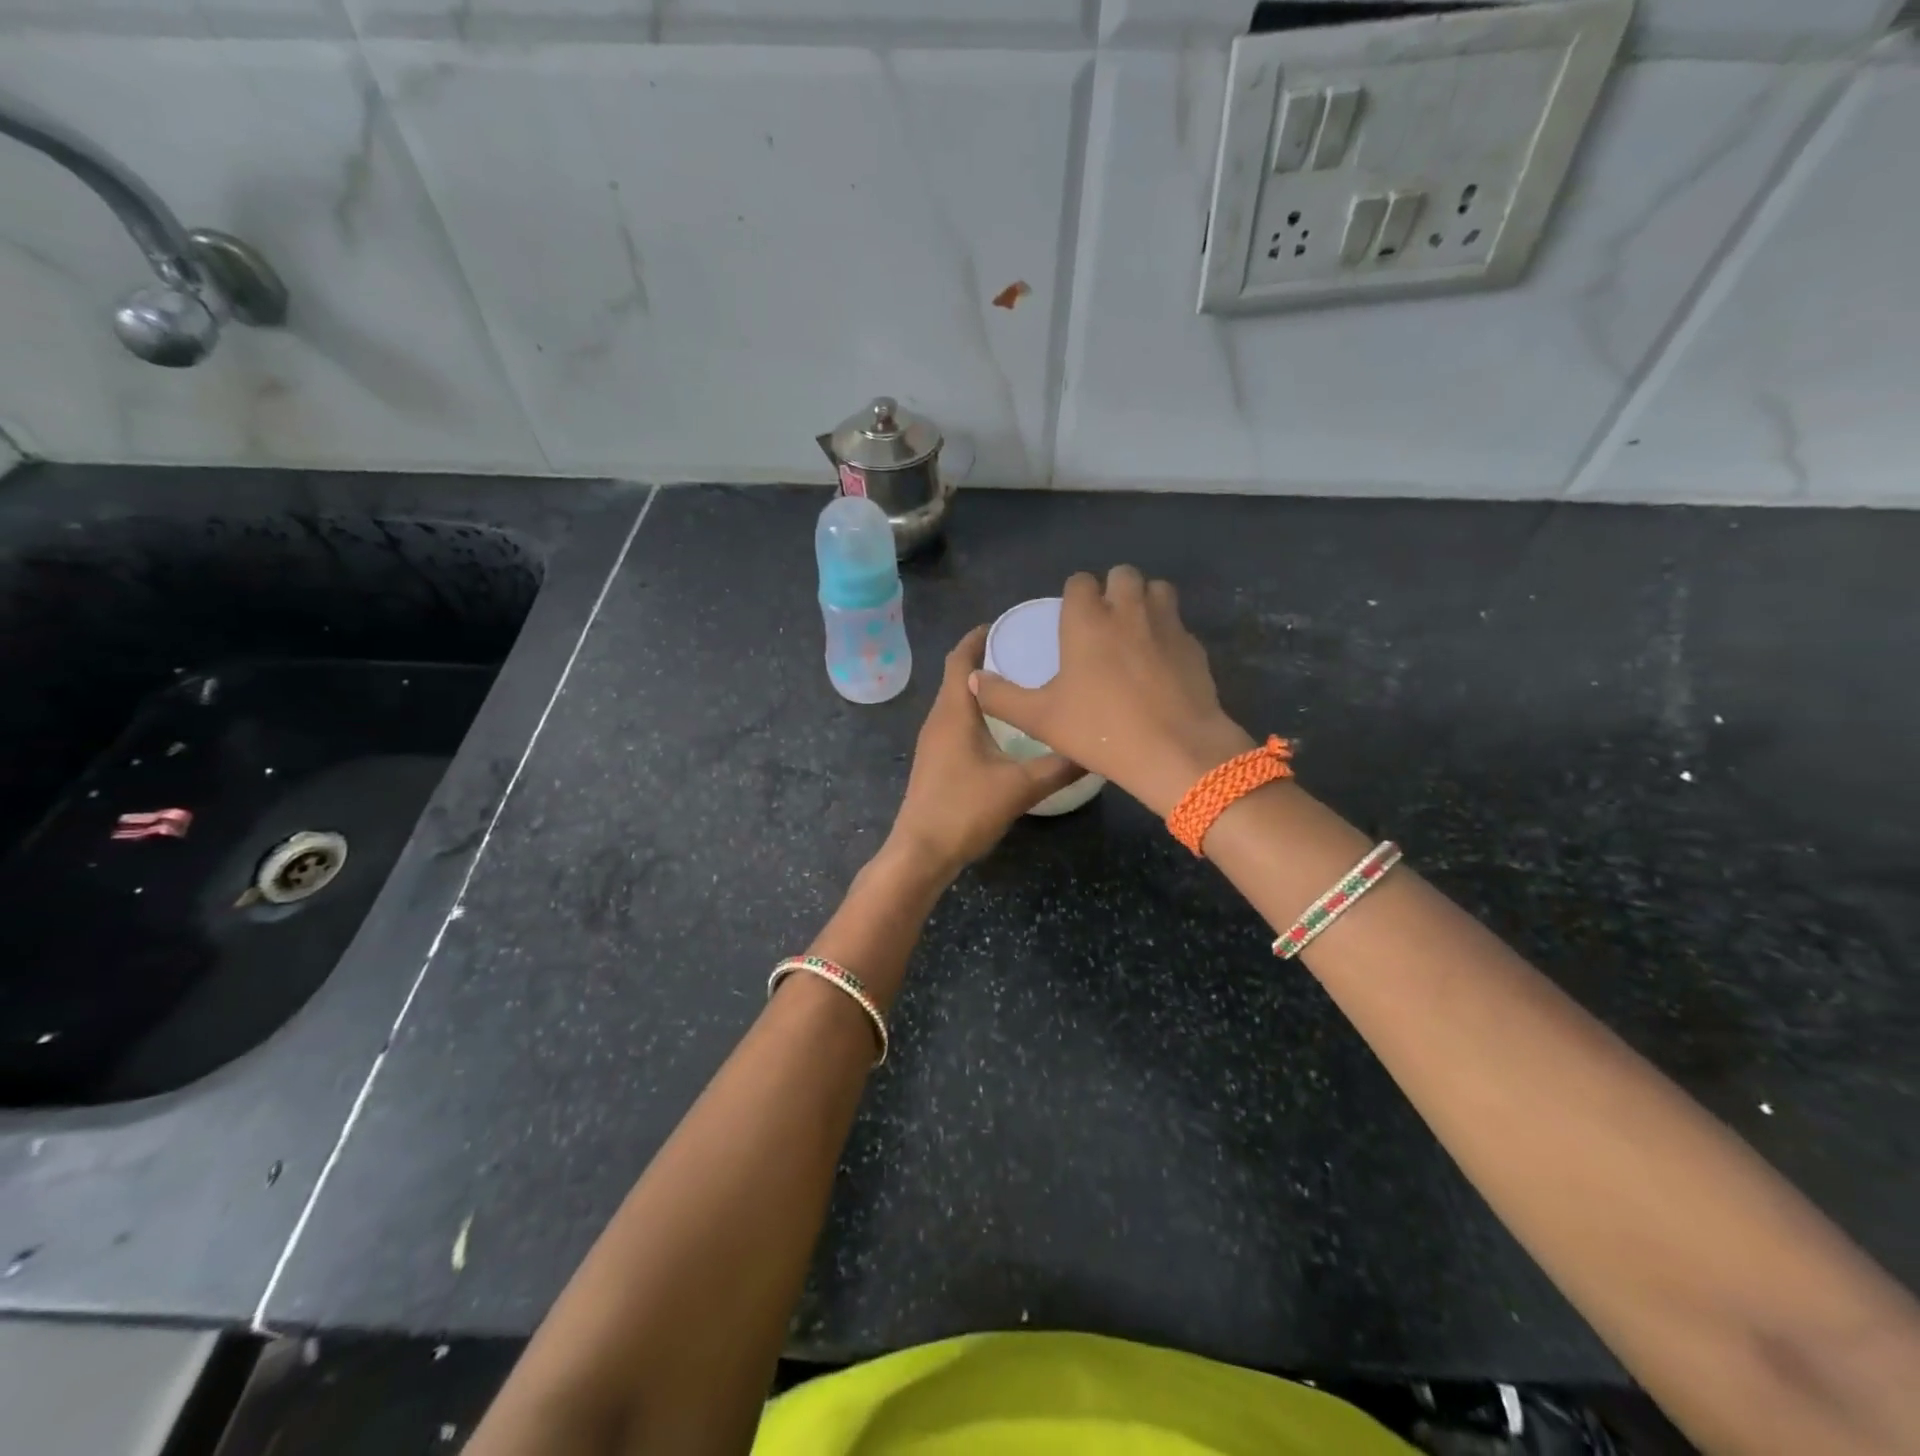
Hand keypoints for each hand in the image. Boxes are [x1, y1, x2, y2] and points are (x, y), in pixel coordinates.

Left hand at [886, 626, 1085, 875]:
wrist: (921, 852)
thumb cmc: (964, 810)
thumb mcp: (1020, 786)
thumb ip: (1059, 766)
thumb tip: (1095, 748)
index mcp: (954, 712)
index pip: (960, 659)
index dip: (978, 637)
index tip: (1007, 624)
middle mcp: (939, 719)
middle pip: (957, 676)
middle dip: (987, 659)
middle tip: (1025, 652)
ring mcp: (934, 741)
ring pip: (957, 701)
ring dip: (982, 688)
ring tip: (1021, 685)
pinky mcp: (936, 761)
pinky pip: (956, 722)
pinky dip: (978, 712)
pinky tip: (1005, 728)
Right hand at [969, 566, 1253, 816]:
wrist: (1176, 752)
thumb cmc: (1100, 730)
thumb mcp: (1040, 719)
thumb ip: (1002, 697)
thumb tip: (973, 680)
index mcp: (1087, 620)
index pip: (1080, 582)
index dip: (1074, 596)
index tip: (1071, 620)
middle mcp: (1128, 610)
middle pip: (1123, 574)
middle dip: (1112, 589)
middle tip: (1104, 623)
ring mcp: (1167, 625)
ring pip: (1157, 589)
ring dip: (1144, 601)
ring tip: (1135, 632)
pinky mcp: (1194, 646)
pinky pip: (1178, 624)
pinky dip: (1167, 632)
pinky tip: (1160, 663)